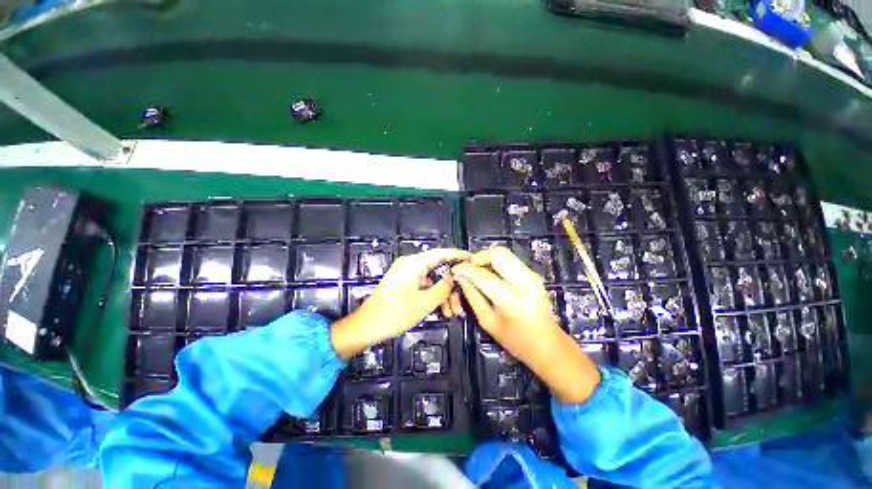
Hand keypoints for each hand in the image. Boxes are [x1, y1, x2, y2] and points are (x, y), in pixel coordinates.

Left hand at [330, 248, 469, 359]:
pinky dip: (434, 297)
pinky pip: (425, 287)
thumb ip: (442, 288)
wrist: (366, 328)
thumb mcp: (423, 302)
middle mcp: (410, 266)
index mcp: (413, 263)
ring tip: (453, 312)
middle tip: (464, 299)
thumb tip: (455, 276)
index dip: (457, 255)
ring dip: (444, 295)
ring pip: (433, 281)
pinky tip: (443, 310)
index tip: (473, 258)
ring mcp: (407, 276)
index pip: (440, 253)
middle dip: (451, 285)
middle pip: (438, 270)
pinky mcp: (405, 286)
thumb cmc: (394, 313)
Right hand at [452, 247, 600, 404]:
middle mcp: (525, 282)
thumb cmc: (516, 340)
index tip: (455, 270)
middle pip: (497, 253)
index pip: (483, 275)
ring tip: (476, 271)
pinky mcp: (533, 274)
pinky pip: (509, 259)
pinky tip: (488, 274)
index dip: (465, 269)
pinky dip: (495, 262)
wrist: (548, 345)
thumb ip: (472, 296)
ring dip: (486, 258)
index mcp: (512, 299)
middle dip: (477, 257)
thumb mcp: (488, 321)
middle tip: (467, 268)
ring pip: (504, 253)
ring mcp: (532, 275)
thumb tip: (460, 277)